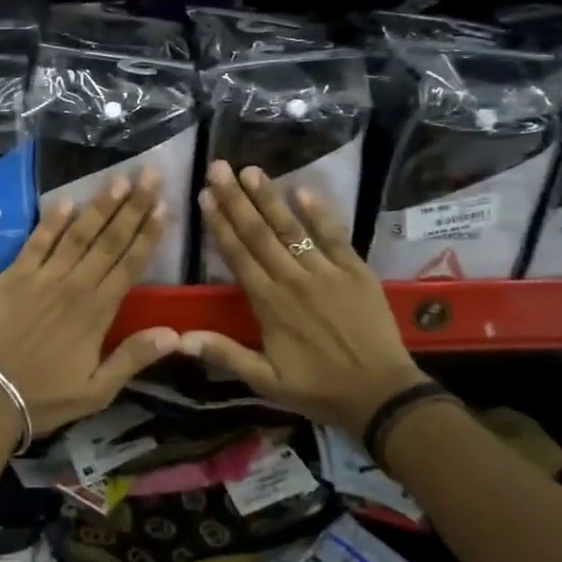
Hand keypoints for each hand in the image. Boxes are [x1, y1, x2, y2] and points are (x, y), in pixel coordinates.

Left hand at [0, 170, 176, 436]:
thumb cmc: (46, 396)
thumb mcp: (98, 390)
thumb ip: (134, 358)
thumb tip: (174, 333)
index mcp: (98, 312)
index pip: (130, 264)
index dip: (149, 234)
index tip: (165, 206)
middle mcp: (75, 286)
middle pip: (110, 240)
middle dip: (133, 206)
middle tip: (150, 175)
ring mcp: (43, 277)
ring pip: (78, 234)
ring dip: (100, 205)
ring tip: (119, 179)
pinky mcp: (14, 275)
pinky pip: (37, 241)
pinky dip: (52, 221)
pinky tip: (67, 201)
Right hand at [183, 161, 423, 434]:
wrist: (381, 393)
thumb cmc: (319, 388)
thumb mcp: (266, 381)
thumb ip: (225, 354)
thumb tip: (180, 339)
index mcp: (268, 303)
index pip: (237, 255)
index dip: (219, 224)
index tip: (204, 195)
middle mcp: (292, 279)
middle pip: (258, 233)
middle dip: (236, 198)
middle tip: (219, 168)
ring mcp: (325, 271)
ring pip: (291, 228)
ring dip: (269, 198)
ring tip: (251, 170)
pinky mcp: (354, 270)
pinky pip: (334, 236)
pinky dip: (319, 213)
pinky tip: (303, 189)